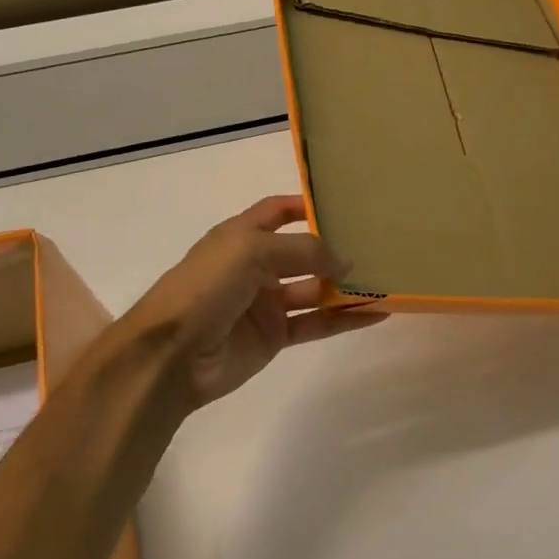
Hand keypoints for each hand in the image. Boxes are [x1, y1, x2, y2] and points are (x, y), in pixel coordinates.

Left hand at [127, 196, 386, 407]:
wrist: (172, 354)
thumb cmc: (206, 287)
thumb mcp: (252, 252)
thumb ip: (303, 251)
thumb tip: (346, 262)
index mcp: (240, 236)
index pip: (276, 212)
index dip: (306, 205)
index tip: (344, 204)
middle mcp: (254, 266)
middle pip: (302, 252)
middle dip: (335, 250)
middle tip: (377, 245)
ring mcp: (265, 303)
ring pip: (314, 290)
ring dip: (346, 287)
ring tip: (386, 280)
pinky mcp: (274, 336)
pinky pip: (316, 323)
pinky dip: (344, 319)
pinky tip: (375, 314)